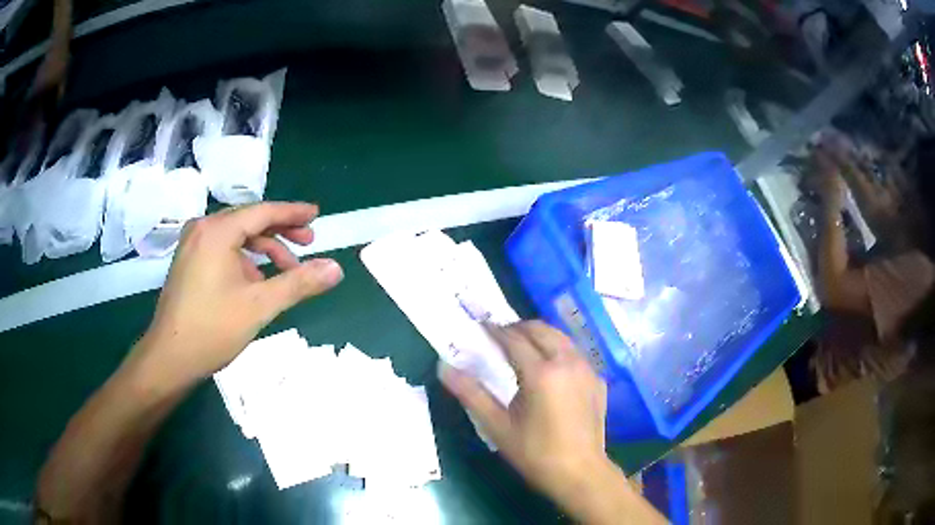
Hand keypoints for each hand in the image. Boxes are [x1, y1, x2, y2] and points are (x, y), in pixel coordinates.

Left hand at [134, 202, 343, 387]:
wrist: (169, 358)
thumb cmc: (212, 328)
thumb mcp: (260, 305)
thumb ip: (299, 283)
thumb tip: (336, 268)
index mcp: (217, 231)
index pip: (263, 212)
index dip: (293, 213)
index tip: (316, 215)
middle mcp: (203, 229)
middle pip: (249, 221)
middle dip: (281, 232)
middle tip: (308, 243)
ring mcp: (193, 244)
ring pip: (237, 237)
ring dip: (264, 249)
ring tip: (287, 270)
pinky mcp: (189, 261)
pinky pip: (223, 249)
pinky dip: (245, 260)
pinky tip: (258, 280)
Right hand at [439, 321, 609, 503]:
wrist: (581, 473)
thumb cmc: (535, 453)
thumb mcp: (498, 426)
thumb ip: (471, 394)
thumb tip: (444, 368)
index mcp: (541, 372)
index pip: (514, 339)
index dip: (495, 330)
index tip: (481, 326)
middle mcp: (567, 362)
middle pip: (541, 329)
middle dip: (518, 327)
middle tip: (499, 336)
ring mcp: (587, 370)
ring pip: (561, 338)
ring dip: (540, 336)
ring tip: (522, 348)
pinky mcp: (598, 380)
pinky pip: (575, 354)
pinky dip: (558, 351)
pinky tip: (550, 370)